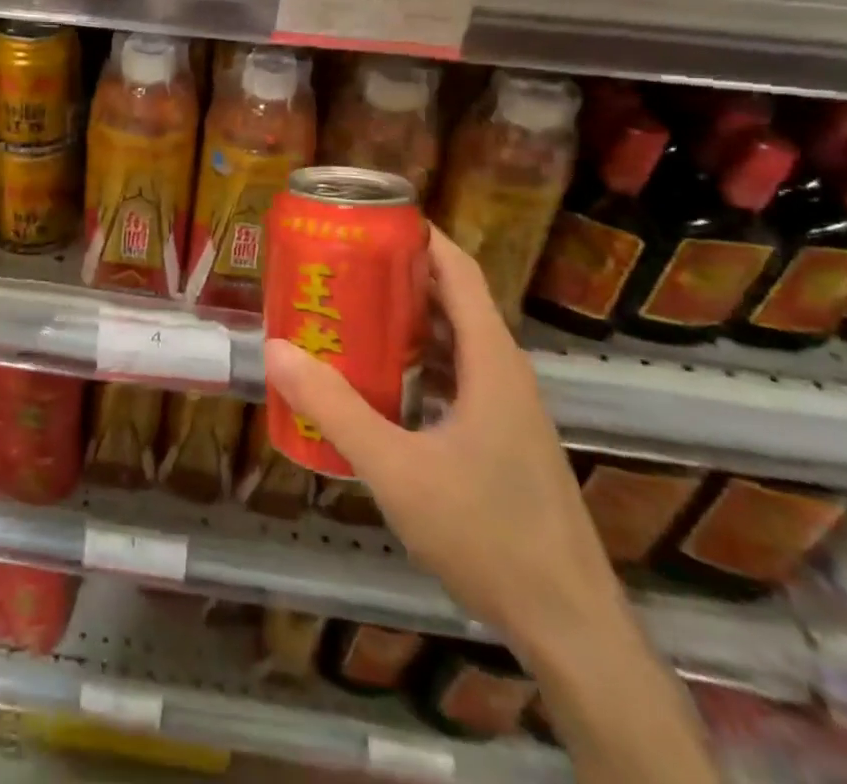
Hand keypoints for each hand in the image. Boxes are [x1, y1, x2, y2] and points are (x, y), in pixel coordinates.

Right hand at [264, 228, 618, 646]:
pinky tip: (373, 382)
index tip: (365, 219)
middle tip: (335, 265)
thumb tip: (276, 350)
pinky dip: (413, 362)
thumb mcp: (398, 470)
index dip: (417, 235)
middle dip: (394, 276)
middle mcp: (502, 372)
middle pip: (449, 299)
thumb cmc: (488, 535)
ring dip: (401, 321)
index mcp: (490, 361)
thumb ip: (335, 410)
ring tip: (343, 312)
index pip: (457, 270)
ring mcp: (505, 407)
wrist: (569, 628)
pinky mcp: (500, 437)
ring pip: (449, 341)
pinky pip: (451, 376)